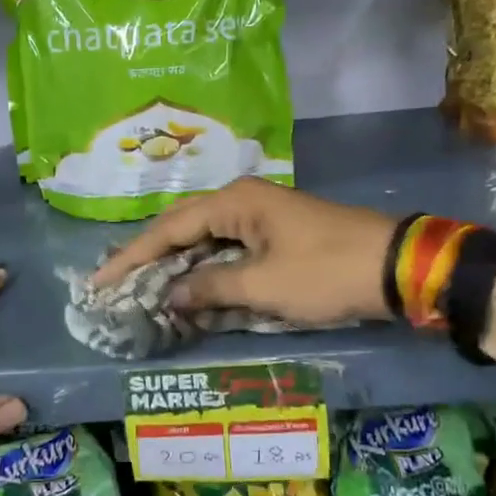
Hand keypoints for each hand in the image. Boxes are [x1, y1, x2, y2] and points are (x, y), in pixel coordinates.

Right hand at [92, 178, 397, 326]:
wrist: (396, 266)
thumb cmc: (325, 272)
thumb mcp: (263, 285)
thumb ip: (210, 288)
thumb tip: (169, 295)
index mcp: (234, 202)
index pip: (168, 228)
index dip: (132, 257)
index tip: (100, 281)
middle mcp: (241, 200)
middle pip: (181, 226)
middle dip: (149, 256)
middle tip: (116, 282)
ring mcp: (260, 215)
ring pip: (204, 238)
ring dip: (177, 263)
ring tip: (144, 285)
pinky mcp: (275, 233)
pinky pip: (227, 248)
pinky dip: (206, 268)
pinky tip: (191, 287)